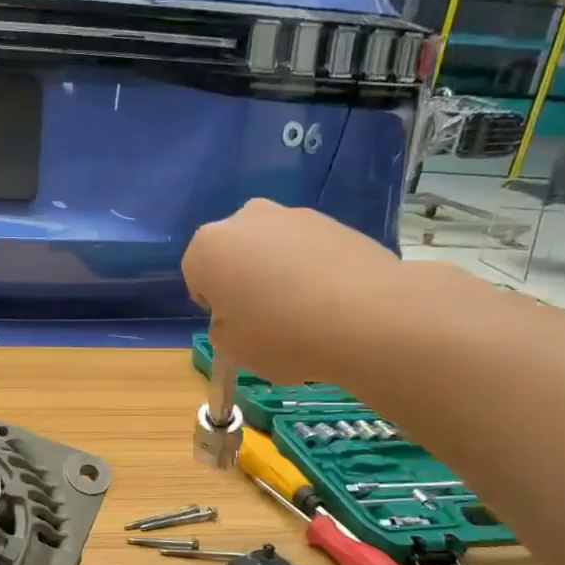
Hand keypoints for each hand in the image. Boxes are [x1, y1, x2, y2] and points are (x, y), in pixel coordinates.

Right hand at [182, 200, 410, 384]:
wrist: (368, 318)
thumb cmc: (281, 335)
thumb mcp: (232, 348)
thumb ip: (224, 327)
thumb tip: (240, 315)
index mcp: (208, 246)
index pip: (196, 274)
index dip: (214, 304)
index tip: (236, 324)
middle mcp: (246, 219)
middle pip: (235, 252)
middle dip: (244, 278)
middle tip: (266, 317)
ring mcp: (294, 215)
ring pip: (273, 248)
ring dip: (279, 272)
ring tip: (305, 312)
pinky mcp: (335, 222)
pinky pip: (310, 250)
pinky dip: (313, 270)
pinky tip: (332, 302)